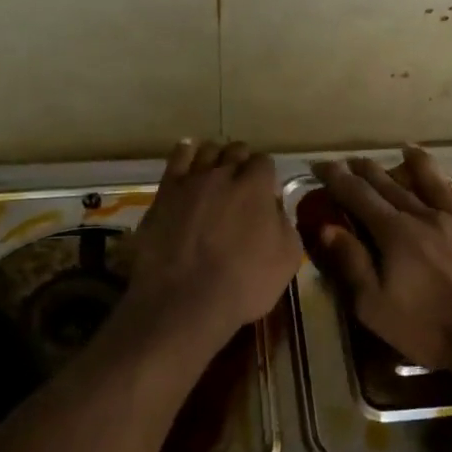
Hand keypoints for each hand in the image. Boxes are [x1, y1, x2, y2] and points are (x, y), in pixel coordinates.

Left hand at [126, 140, 302, 349]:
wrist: (185, 302)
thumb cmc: (243, 285)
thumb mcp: (287, 259)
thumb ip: (285, 224)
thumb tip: (275, 209)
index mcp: (256, 187)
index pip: (265, 162)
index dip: (266, 176)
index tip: (265, 194)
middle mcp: (224, 174)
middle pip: (236, 151)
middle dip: (242, 163)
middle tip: (241, 187)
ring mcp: (191, 181)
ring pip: (207, 150)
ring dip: (216, 158)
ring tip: (216, 174)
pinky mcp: (164, 192)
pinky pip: (177, 158)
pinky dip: (186, 152)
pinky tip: (189, 155)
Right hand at [310, 146, 451, 373]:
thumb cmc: (430, 327)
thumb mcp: (376, 306)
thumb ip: (352, 264)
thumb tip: (327, 228)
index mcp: (395, 233)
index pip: (359, 196)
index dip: (338, 178)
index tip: (322, 164)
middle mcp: (427, 216)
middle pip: (393, 186)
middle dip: (369, 170)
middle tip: (354, 158)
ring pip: (437, 183)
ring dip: (419, 164)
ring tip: (408, 149)